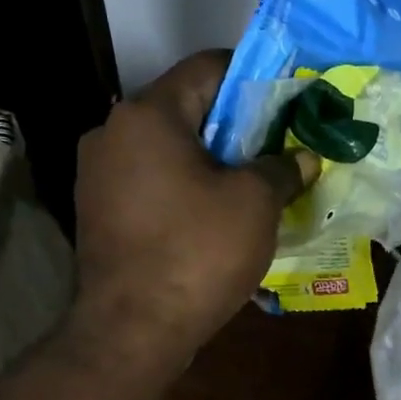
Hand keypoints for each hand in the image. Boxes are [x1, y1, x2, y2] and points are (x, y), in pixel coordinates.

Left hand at [72, 50, 317, 363]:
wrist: (133, 332)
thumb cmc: (197, 253)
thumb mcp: (254, 204)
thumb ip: (281, 168)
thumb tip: (303, 157)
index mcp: (148, 114)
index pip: (208, 68)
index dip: (255, 78)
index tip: (288, 100)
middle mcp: (112, 133)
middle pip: (186, 110)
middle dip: (236, 127)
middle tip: (278, 149)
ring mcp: (97, 176)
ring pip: (168, 151)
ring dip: (211, 162)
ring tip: (253, 187)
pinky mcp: (98, 214)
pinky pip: (151, 185)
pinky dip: (185, 191)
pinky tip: (215, 218)